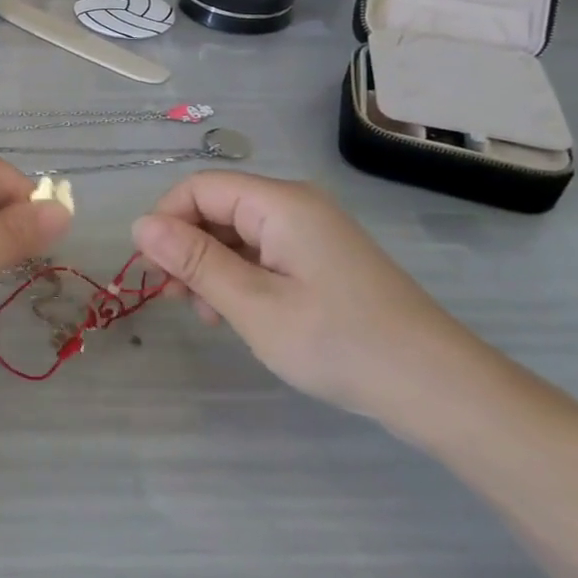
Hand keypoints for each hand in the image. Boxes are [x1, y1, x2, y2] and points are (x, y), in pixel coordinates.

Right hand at [130, 171, 486, 428]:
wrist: (438, 389)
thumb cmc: (339, 343)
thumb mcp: (253, 305)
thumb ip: (194, 261)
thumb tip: (140, 225)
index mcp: (279, 203)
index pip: (198, 188)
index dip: (166, 221)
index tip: (152, 271)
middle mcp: (294, 206)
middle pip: (216, 208)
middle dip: (185, 248)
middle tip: (173, 300)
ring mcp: (311, 234)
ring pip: (235, 234)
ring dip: (209, 268)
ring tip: (207, 316)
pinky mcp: (320, 260)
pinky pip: (261, 254)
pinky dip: (238, 278)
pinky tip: (235, 315)